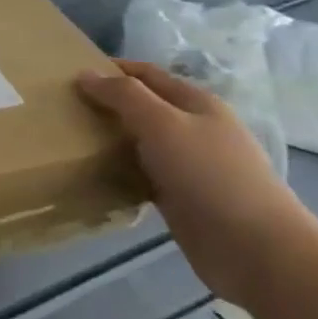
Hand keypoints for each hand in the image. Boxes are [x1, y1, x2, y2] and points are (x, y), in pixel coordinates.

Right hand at [76, 59, 317, 305]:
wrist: (255, 249)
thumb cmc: (210, 175)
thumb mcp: (163, 124)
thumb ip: (124, 96)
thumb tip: (85, 74)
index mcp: (196, 103)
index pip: (146, 74)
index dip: (111, 69)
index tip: (69, 74)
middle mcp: (193, 129)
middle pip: (142, 107)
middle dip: (105, 104)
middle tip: (61, 108)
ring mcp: (188, 165)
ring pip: (139, 142)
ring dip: (109, 139)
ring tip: (68, 139)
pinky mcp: (180, 197)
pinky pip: (141, 174)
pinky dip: (118, 171)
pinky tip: (93, 175)